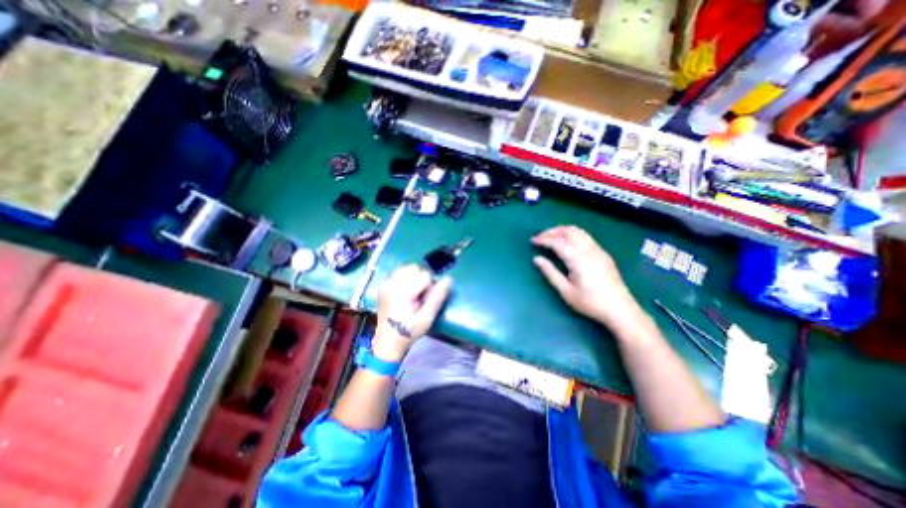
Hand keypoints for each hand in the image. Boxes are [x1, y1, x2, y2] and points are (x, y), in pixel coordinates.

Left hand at [372, 266, 452, 360]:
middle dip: (421, 281)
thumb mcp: (427, 317)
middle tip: (417, 300)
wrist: (388, 342)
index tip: (423, 302)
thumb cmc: (409, 331)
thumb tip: (448, 279)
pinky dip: (406, 278)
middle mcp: (391, 283)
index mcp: (401, 291)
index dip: (429, 288)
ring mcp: (385, 283)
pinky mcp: (383, 284)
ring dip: (414, 278)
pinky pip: (400, 272)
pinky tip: (404, 293)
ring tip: (411, 295)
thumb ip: (438, 297)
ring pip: (408, 268)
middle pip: (416, 268)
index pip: (425, 275)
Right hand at [533, 224, 639, 329]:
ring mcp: (598, 250)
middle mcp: (589, 250)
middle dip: (552, 231)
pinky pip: (585, 236)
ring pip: (579, 231)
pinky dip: (572, 234)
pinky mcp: (603, 253)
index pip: (557, 242)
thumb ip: (550, 273)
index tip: (533, 241)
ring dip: (563, 231)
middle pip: (569, 231)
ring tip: (551, 238)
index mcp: (578, 259)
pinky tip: (567, 243)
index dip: (544, 239)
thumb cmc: (590, 303)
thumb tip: (536, 259)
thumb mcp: (566, 291)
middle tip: (540, 237)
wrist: (620, 309)